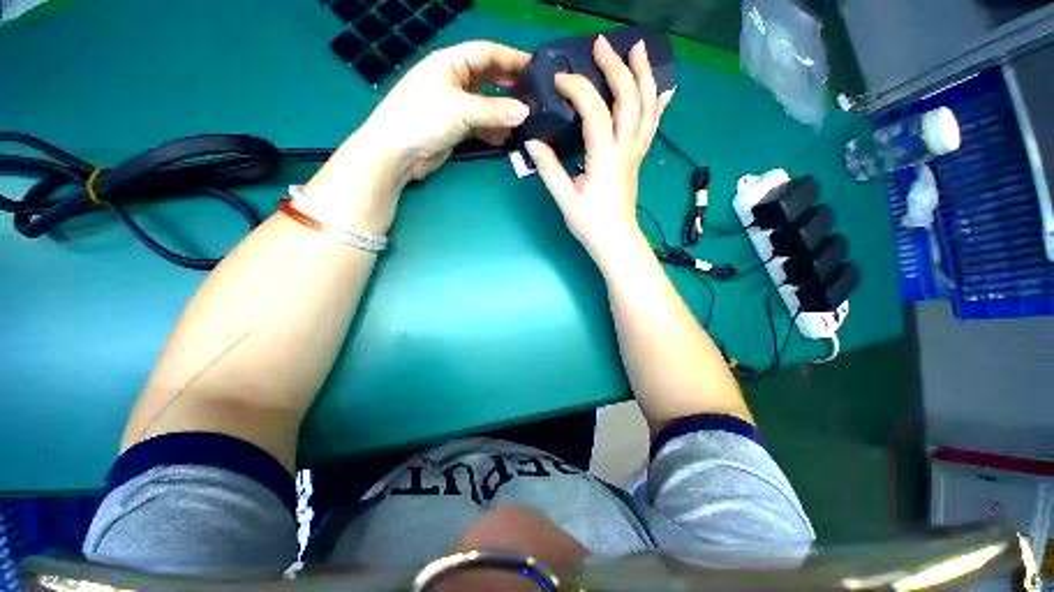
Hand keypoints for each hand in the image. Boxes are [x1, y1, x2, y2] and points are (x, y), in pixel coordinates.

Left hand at [305, 41, 530, 234]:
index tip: (535, 68)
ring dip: (503, 114)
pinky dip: (493, 131)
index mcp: (450, 63)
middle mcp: (454, 81)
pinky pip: (480, 125)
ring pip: (486, 105)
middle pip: (488, 79)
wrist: (397, 154)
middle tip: (534, 97)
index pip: (487, 53)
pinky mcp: (455, 128)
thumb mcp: (460, 109)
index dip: (511, 58)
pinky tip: (505, 138)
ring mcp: (454, 106)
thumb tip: (526, 111)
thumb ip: (494, 110)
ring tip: (524, 122)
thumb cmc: (423, 118)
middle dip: (510, 86)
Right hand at [526, 36, 673, 265]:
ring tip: (639, 48)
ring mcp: (634, 153)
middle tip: (602, 45)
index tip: (560, 81)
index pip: (596, 111)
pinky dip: (658, 104)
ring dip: (644, 75)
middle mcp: (625, 149)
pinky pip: (651, 126)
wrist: (616, 241)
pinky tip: (664, 88)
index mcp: (604, 158)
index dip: (579, 89)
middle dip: (617, 67)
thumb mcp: (565, 200)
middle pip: (629, 99)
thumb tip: (533, 143)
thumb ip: (550, 170)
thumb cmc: (591, 224)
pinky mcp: (636, 159)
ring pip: (646, 108)